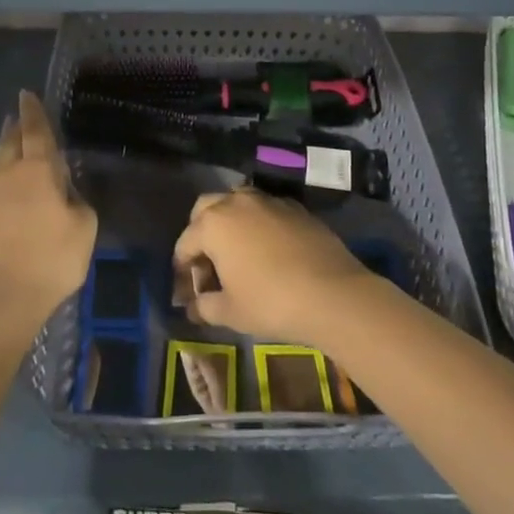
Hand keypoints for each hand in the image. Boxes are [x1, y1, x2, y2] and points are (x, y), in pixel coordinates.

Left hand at [0, 91, 96, 331]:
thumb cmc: (50, 261)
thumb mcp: (83, 230)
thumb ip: (79, 203)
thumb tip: (68, 193)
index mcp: (37, 172)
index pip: (36, 131)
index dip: (33, 112)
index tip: (26, 94)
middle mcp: (7, 177)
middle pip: (9, 144)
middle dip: (15, 129)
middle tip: (18, 119)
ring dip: (7, 161)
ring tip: (16, 162)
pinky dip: (1, 195)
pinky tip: (9, 210)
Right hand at [172, 189, 373, 345]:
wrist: (332, 293)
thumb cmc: (271, 303)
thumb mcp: (231, 312)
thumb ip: (205, 306)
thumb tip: (193, 307)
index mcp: (213, 224)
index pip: (185, 242)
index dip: (182, 268)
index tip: (186, 291)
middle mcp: (237, 202)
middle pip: (206, 208)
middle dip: (201, 232)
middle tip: (207, 262)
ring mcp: (269, 201)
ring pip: (238, 201)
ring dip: (231, 221)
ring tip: (237, 252)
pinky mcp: (296, 208)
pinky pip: (267, 210)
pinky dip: (259, 224)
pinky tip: (269, 250)